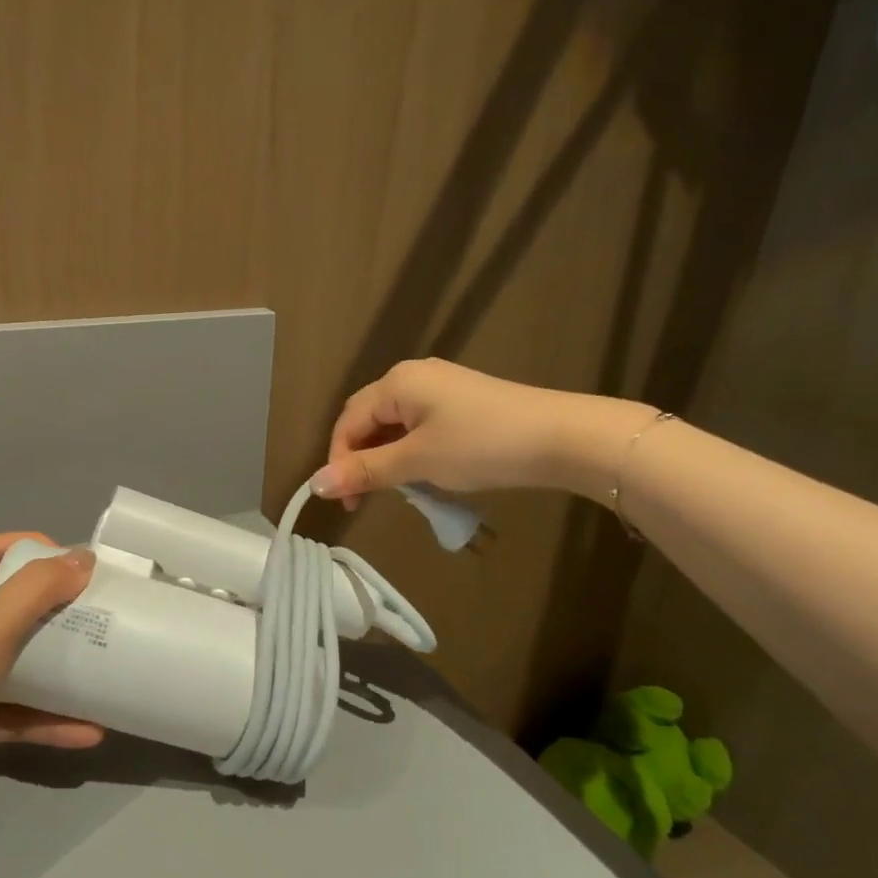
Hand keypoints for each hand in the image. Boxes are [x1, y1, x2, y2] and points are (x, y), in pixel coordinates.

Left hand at [0, 533, 101, 853]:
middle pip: (11, 606)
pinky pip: (18, 714)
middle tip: (101, 611)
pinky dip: (50, 720)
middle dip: (56, 606)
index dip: (30, 546)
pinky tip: (90, 731)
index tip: (76, 562)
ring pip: (19, 663)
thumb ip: (35, 591)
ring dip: (60, 666)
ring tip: (105, 666)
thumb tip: (84, 558)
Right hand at [313, 358, 655, 508]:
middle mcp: (413, 376)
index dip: (339, 461)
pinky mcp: (464, 401)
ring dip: (389, 458)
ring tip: (400, 490)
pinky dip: (413, 451)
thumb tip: (316, 484)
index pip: (348, 421)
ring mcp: (442, 387)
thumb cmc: (481, 445)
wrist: (561, 437)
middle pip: (369, 419)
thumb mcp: (417, 461)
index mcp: (396, 382)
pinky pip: (421, 426)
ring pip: (396, 425)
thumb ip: (365, 471)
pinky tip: (427, 473)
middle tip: (367, 498)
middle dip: (362, 459)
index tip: (347, 501)